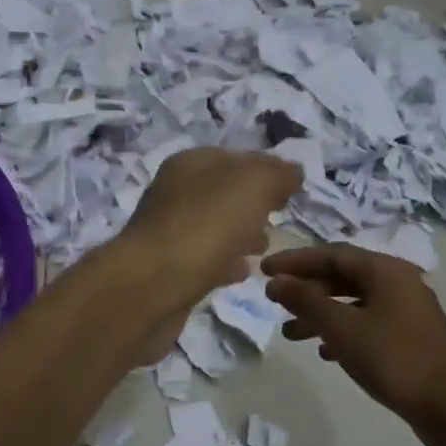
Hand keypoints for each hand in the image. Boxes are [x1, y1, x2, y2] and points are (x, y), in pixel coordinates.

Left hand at [110, 148, 302, 363]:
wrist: (152, 287)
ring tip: (265, 248)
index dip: (266, 169)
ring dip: (240, 234)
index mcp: (190, 164)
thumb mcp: (252, 185)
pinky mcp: (169, 272)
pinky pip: (205, 260)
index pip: (236, 158)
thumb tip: (292, 172)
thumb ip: (277, 174)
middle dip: (253, 204)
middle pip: (224, 194)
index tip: (294, 189)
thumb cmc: (205, 225)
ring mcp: (169, 234)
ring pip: (214, 228)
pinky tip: (242, 272)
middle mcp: (175, 194)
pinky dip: (225, 263)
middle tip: (279, 218)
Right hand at [263, 243, 445, 445]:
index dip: (296, 260)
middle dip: (306, 289)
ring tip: (290, 334)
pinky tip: (325, 352)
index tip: (264, 270)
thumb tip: (277, 281)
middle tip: (274, 301)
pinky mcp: (409, 339)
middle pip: (343, 277)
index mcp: (386, 271)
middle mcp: (399, 284)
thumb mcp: (343, 329)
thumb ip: (307, 301)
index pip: (332, 254)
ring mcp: (406, 313)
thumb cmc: (396, 360)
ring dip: (320, 314)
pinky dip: (342, 333)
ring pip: (353, 304)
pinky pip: (367, 325)